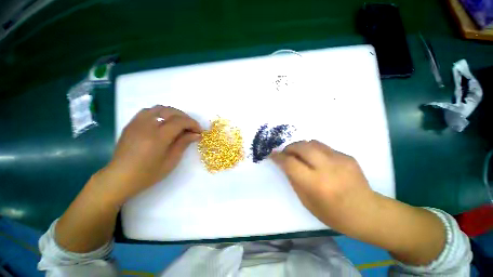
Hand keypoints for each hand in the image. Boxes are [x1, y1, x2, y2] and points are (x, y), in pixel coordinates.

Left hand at [100, 105, 201, 203]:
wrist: (120, 177)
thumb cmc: (148, 173)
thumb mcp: (171, 160)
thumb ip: (184, 143)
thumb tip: (197, 134)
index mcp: (158, 137)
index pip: (180, 121)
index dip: (193, 124)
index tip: (199, 131)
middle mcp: (147, 125)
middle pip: (171, 111)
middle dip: (185, 118)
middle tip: (191, 128)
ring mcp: (137, 122)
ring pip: (160, 108)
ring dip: (174, 114)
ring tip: (179, 124)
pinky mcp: (131, 123)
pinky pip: (149, 111)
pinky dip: (161, 113)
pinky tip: (164, 122)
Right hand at [271, 140, 375, 230]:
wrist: (367, 212)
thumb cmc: (333, 213)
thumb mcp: (306, 201)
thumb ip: (294, 179)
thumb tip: (285, 163)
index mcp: (316, 184)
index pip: (290, 163)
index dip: (278, 157)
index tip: (272, 155)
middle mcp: (328, 168)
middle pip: (301, 147)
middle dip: (289, 147)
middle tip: (286, 153)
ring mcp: (340, 159)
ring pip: (312, 142)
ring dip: (300, 146)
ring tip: (299, 155)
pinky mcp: (347, 156)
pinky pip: (323, 147)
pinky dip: (313, 150)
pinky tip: (316, 160)